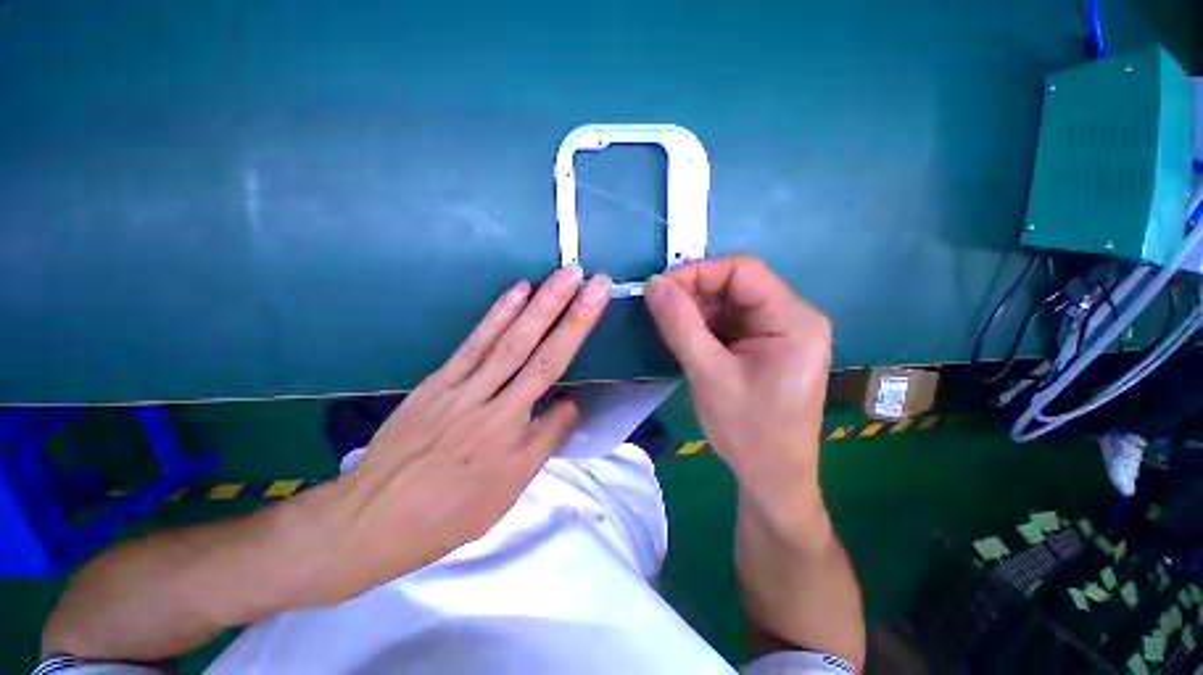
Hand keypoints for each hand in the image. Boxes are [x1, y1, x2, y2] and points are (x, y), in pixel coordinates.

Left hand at [320, 266, 610, 599]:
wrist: (371, 519)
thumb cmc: (450, 512)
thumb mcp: (508, 490)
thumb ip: (544, 441)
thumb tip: (571, 402)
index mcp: (510, 433)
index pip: (553, 372)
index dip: (577, 333)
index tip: (597, 303)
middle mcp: (489, 402)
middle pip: (534, 349)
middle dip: (567, 310)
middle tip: (589, 278)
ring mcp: (459, 386)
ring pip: (506, 339)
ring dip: (537, 304)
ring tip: (561, 276)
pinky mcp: (437, 380)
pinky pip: (473, 343)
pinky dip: (497, 314)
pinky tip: (516, 292)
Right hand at [645, 255, 831, 530]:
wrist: (773, 478)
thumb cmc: (748, 431)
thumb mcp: (709, 375)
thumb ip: (680, 325)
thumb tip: (654, 283)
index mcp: (794, 320)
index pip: (742, 270)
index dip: (697, 273)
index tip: (659, 290)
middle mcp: (794, 317)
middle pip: (737, 284)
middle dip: (694, 294)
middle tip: (659, 312)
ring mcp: (781, 332)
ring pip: (730, 303)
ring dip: (696, 311)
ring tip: (670, 330)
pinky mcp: (767, 345)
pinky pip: (731, 322)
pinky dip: (705, 326)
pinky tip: (687, 341)